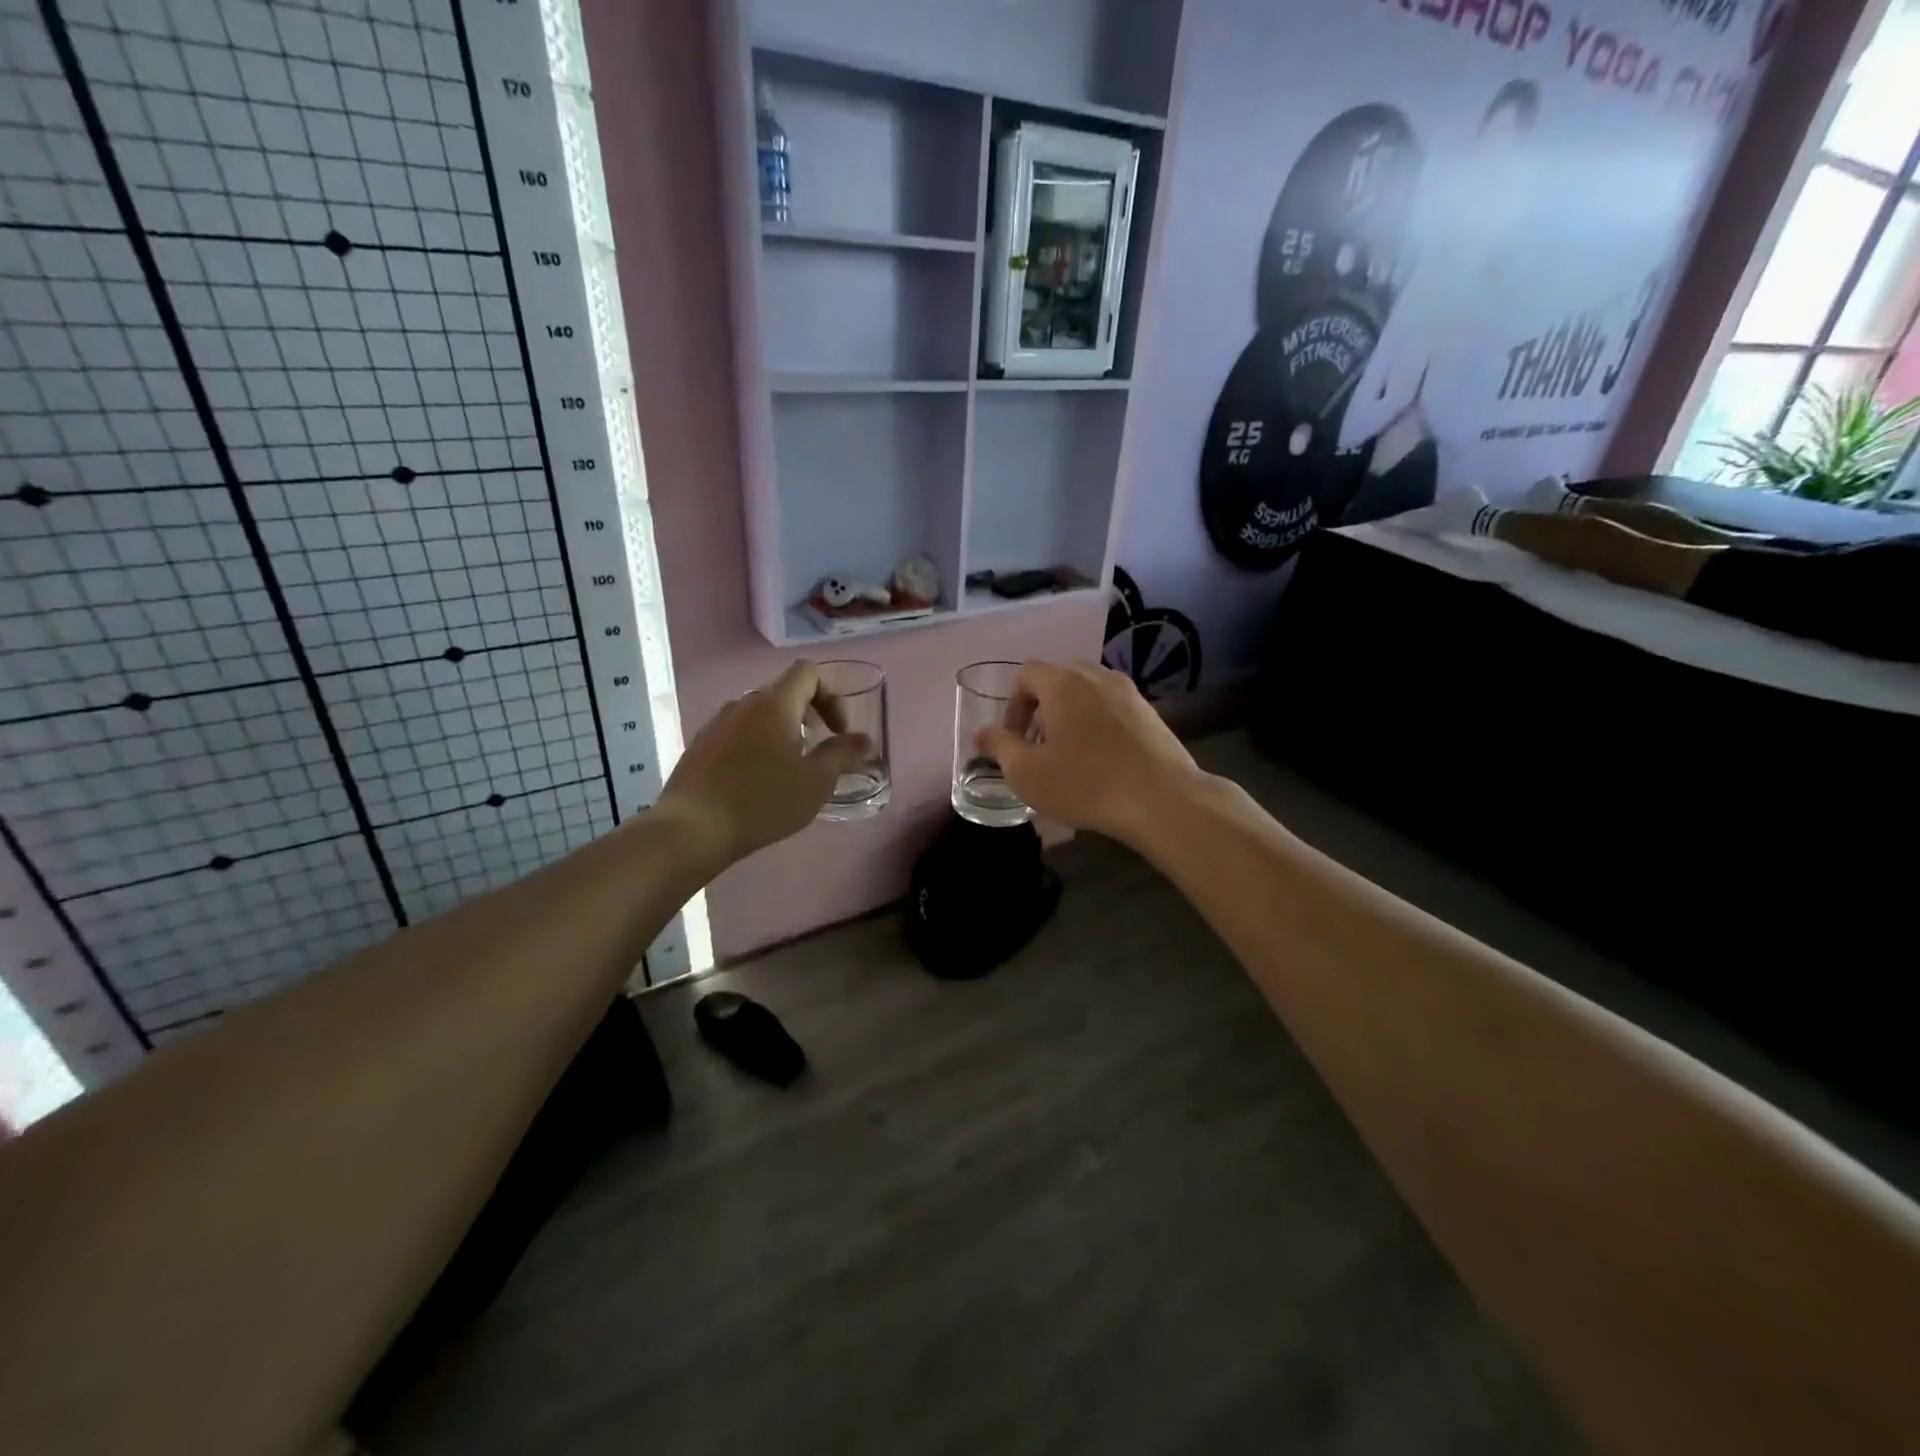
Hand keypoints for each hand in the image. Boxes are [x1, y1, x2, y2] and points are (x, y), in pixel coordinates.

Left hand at [658, 662, 872, 866]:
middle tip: (818, 749)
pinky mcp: (699, 746)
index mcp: (775, 705)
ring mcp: (717, 724)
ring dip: (781, 731)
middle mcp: (744, 704)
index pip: (808, 672)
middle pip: (783, 693)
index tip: (837, 731)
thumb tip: (864, 739)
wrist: (693, 828)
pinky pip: (737, 734)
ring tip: (788, 768)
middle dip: (808, 714)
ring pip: (758, 715)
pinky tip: (756, 782)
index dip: (831, 695)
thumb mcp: (815, 782)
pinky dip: (755, 746)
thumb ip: (842, 754)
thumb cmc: (762, 801)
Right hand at [976, 661, 1204, 843]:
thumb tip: (982, 734)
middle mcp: (1097, 676)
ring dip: (1071, 715)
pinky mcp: (1151, 713)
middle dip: (1042, 707)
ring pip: (1088, 692)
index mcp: (1063, 683)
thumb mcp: (1027, 773)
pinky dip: (1098, 723)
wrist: (1161, 799)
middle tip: (1039, 745)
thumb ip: (1000, 748)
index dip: (1013, 705)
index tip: (1015, 740)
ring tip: (1069, 753)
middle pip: (1059, 678)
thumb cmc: (1085, 783)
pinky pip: (1112, 708)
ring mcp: (1128, 692)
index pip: (1026, 674)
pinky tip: (1102, 760)